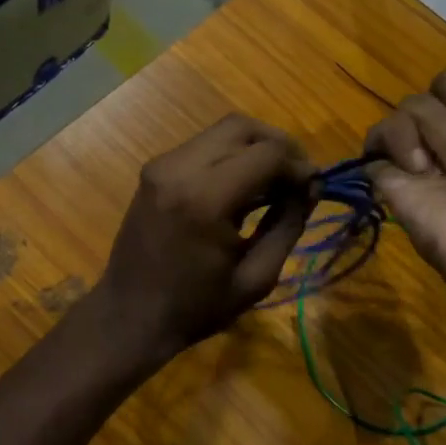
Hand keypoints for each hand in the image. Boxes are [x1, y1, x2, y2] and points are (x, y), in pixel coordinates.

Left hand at [94, 115, 314, 363]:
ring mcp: (161, 165)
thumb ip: (288, 225)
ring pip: (222, 131)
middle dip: (280, 145)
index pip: (267, 154)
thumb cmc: (195, 308)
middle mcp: (179, 169)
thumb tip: (310, 187)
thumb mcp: (256, 277)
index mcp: (204, 199)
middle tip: (299, 177)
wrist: (129, 316)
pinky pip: (202, 146)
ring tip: (275, 182)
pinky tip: (244, 186)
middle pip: (243, 127)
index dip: (299, 165)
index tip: (316, 187)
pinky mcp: (153, 170)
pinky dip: (230, 155)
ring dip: (255, 148)